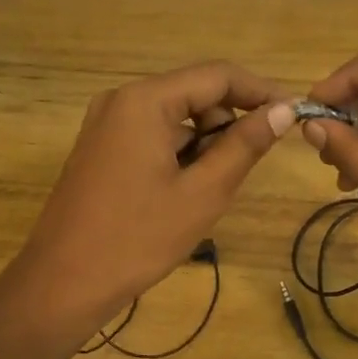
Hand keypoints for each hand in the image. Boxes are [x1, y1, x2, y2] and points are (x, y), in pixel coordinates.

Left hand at [18, 61, 293, 334]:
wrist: (63, 282)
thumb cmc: (137, 238)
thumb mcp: (202, 193)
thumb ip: (244, 146)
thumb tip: (282, 111)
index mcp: (145, 101)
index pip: (217, 76)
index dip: (260, 91)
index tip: (294, 114)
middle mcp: (121, 100)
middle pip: (193, 93)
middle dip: (228, 121)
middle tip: (250, 164)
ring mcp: (105, 124)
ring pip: (173, 117)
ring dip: (204, 142)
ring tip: (213, 188)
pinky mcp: (99, 149)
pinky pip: (151, 135)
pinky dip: (178, 153)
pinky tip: (184, 192)